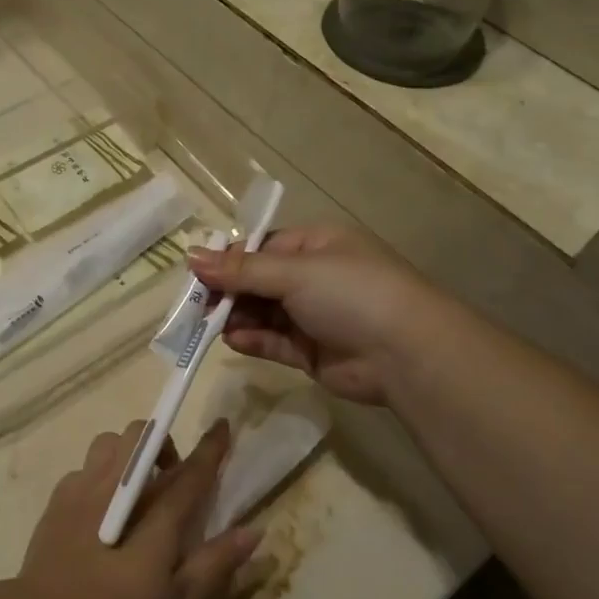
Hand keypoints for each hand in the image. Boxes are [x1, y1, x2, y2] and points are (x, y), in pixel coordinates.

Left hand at [16, 420, 260, 598]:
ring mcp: (81, 489)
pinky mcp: (56, 501)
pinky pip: (84, 467)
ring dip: (129, 452)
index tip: (223, 425)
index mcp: (155, 514)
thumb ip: (216, 565)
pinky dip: (100, 474)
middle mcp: (118, 488)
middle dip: (163, 444)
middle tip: (170, 479)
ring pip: (109, 442)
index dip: (211, 448)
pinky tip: (100, 509)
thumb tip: (253, 531)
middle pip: (143, 437)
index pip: (191, 470)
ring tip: (135, 489)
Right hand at [189, 226, 442, 406]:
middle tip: (197, 306)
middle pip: (258, 281)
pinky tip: (233, 340)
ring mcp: (313, 315)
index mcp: (316, 245)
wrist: (406, 353)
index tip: (198, 275)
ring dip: (237, 317)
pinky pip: (273, 341)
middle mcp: (314, 277)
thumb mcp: (295, 272)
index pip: (262, 247)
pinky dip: (252, 340)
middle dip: (229, 292)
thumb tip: (192, 256)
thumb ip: (242, 269)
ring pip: (262, 313)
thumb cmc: (351, 294)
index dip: (229, 260)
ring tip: (210, 325)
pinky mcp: (311, 351)